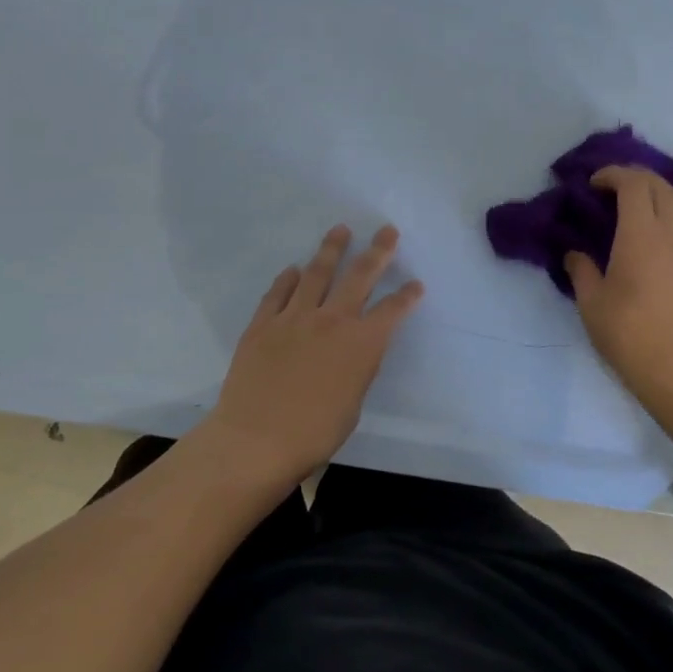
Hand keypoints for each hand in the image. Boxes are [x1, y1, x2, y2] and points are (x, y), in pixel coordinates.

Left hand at [197, 224, 422, 486]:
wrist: (256, 441)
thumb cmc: (314, 434)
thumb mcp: (353, 403)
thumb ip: (357, 369)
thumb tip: (354, 352)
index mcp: (362, 343)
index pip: (392, 310)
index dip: (407, 296)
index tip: (416, 284)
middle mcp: (332, 320)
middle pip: (359, 276)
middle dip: (377, 251)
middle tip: (386, 230)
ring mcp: (294, 318)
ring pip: (316, 273)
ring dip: (331, 249)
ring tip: (340, 230)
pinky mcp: (262, 325)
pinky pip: (278, 293)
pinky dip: (287, 278)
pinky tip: (293, 269)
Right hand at [566, 167, 672, 392]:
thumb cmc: (628, 332)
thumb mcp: (592, 302)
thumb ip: (581, 270)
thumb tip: (574, 254)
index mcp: (641, 234)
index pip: (634, 184)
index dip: (613, 174)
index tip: (592, 184)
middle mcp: (669, 234)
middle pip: (661, 186)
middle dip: (636, 176)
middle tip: (611, 186)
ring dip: (654, 195)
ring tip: (630, 208)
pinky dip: (665, 216)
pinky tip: (647, 236)